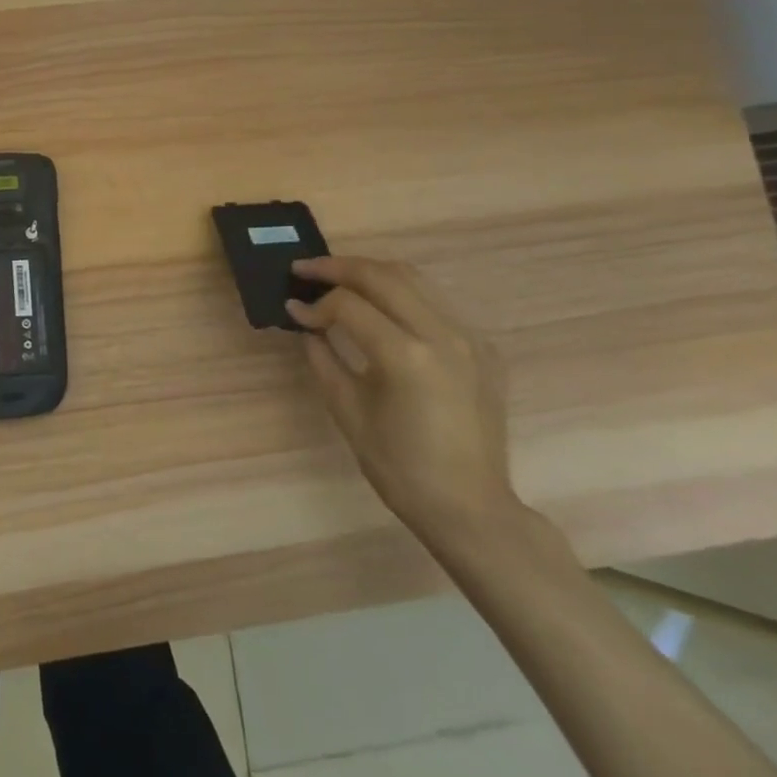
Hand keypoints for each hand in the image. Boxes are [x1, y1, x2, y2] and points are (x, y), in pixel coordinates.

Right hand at [285, 256, 520, 544]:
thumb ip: (323, 358)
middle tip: (305, 270)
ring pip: (413, 278)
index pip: (349, 305)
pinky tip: (381, 308)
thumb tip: (305, 324)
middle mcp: (442, 335)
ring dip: (370, 272)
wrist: (471, 508)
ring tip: (338, 279)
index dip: (315, 304)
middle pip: (382, 275)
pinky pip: (436, 302)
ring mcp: (469, 338)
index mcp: (407, 357)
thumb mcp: (348, 411)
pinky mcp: (483, 347)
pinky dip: (401, 293)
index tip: (293, 311)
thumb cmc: (401, 468)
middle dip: (338, 267)